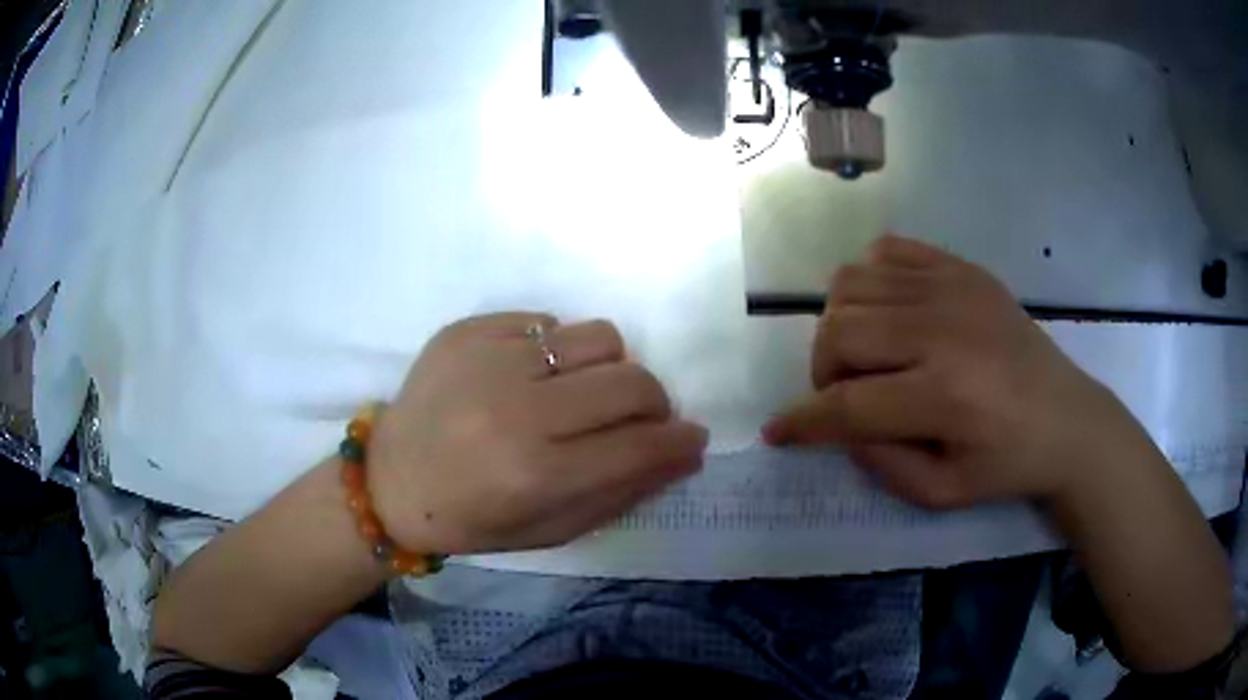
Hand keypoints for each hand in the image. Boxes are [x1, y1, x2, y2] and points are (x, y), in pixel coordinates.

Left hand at [368, 313, 707, 553]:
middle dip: (653, 404)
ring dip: (607, 368)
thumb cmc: (471, 519)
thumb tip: (685, 453)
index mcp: (536, 473)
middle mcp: (517, 409)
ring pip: (598, 336)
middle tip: (637, 420)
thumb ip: (622, 491)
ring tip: (580, 393)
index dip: (679, 442)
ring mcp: (489, 359)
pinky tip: (529, 376)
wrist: (389, 481)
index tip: (690, 438)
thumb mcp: (551, 529)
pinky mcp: (466, 329)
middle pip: (630, 381)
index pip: (640, 445)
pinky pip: (545, 322)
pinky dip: (554, 351)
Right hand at [764, 236, 1142, 508]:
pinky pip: (886, 251)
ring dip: (839, 325)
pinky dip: (869, 280)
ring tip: (864, 354)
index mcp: (945, 395)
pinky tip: (887, 313)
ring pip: (851, 284)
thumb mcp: (941, 492)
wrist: (1067, 416)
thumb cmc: (1008, 463)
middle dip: (821, 371)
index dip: (802, 423)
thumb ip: (879, 462)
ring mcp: (952, 287)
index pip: (848, 405)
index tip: (777, 432)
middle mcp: (943, 329)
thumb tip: (837, 424)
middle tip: (844, 395)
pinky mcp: (961, 267)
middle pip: (839, 332)